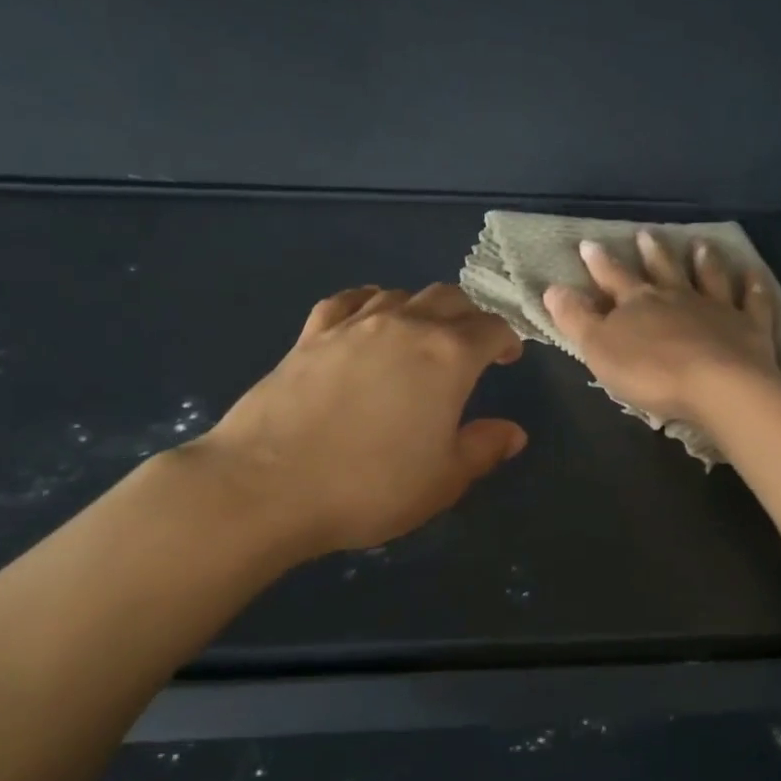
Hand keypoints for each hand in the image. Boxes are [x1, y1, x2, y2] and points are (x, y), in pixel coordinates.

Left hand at [194, 284, 526, 557]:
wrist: (267, 486)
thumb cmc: (370, 487)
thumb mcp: (443, 480)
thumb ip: (483, 448)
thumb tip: (513, 433)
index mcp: (447, 356)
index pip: (491, 328)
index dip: (507, 339)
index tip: (509, 358)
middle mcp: (405, 326)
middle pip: (449, 298)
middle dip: (469, 316)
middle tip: (473, 346)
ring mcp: (353, 325)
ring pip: (400, 294)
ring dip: (423, 308)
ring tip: (423, 335)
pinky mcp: (311, 335)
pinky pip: (349, 301)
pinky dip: (370, 302)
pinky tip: (369, 317)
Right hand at [542, 231, 777, 426]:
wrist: (718, 386)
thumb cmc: (651, 371)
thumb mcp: (599, 349)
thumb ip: (576, 319)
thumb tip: (552, 288)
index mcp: (638, 303)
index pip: (613, 278)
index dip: (599, 263)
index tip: (588, 244)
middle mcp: (677, 297)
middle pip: (662, 270)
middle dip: (651, 252)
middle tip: (646, 233)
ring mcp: (717, 308)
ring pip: (708, 277)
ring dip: (703, 260)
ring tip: (700, 244)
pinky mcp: (750, 327)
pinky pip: (752, 301)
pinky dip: (753, 286)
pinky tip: (754, 273)